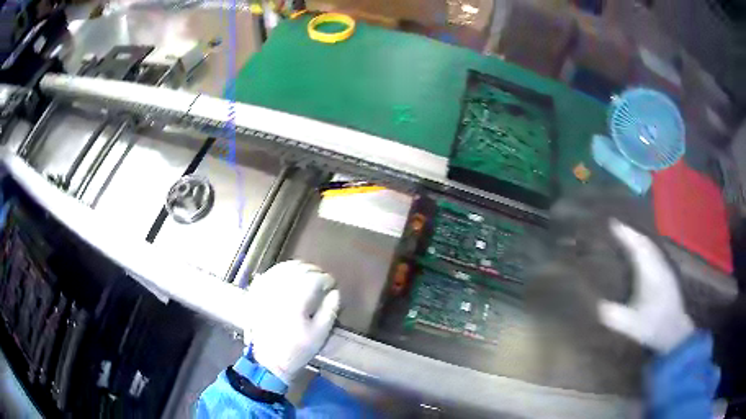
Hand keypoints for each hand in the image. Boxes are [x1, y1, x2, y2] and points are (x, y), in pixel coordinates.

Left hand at [242, 260, 340, 383]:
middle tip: (323, 281)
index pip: (315, 278)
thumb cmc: (296, 350)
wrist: (267, 360)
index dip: (327, 279)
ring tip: (308, 277)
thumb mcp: (319, 334)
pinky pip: (271, 272)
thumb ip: (329, 310)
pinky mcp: (256, 293)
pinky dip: (282, 271)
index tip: (332, 286)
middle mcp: (279, 289)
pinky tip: (289, 277)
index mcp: (296, 299)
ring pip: (285, 267)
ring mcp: (265, 289)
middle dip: (315, 272)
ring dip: (299, 268)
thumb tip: (334, 292)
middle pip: (300, 268)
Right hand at [597, 220, 693, 353]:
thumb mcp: (633, 326)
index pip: (638, 247)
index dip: (625, 234)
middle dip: (631, 233)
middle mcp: (659, 265)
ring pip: (651, 246)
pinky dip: (644, 247)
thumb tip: (597, 305)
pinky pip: (654, 253)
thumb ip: (615, 316)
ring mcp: (664, 269)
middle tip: (615, 226)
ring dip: (638, 238)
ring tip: (626, 236)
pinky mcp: (666, 275)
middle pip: (645, 242)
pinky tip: (640, 253)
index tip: (612, 222)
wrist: (675, 332)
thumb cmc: (654, 327)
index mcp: (651, 273)